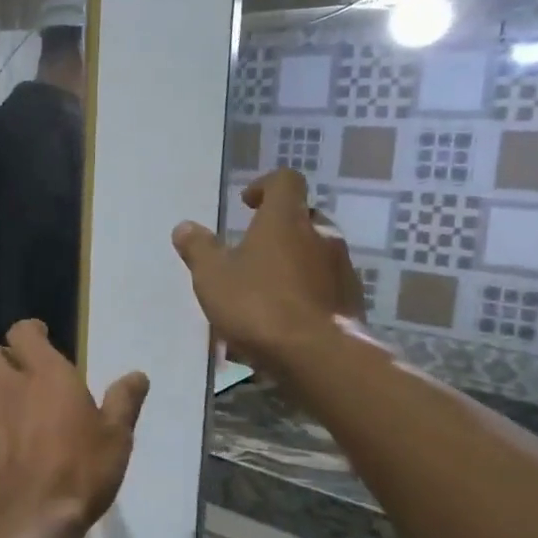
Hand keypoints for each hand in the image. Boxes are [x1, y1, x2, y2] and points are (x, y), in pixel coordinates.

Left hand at [0, 320, 150, 534]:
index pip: (22, 332)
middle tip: (25, 372)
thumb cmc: (80, 468)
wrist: (28, 518)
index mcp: (44, 374)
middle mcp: (8, 388)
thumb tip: (137, 376)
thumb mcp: (116, 436)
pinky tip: (9, 444)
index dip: (30, 331)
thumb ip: (124, 402)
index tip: (42, 337)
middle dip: (3, 357)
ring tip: (16, 407)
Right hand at [171, 169, 364, 374]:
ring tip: (264, 292)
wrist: (319, 356)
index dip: (265, 186)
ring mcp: (342, 268)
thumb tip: (185, 227)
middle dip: (279, 230)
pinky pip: (324, 286)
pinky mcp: (352, 301)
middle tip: (252, 252)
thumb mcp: (213, 277)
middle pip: (302, 218)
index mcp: (286, 219)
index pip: (285, 181)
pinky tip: (284, 320)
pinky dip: (305, 293)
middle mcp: (321, 234)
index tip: (246, 204)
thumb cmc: (259, 305)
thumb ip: (199, 249)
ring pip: (315, 254)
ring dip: (293, 263)